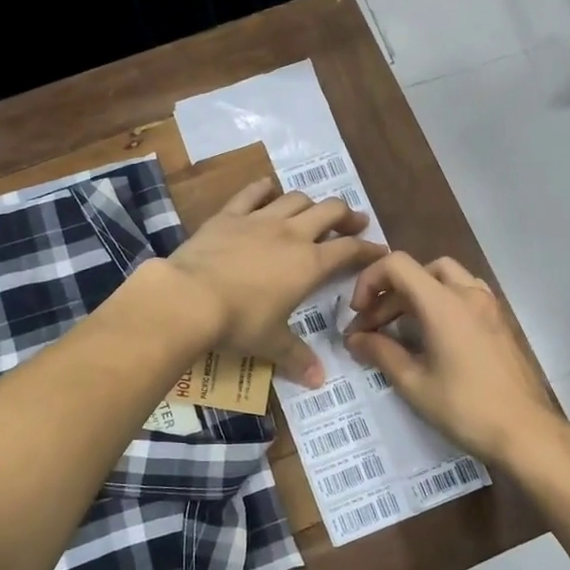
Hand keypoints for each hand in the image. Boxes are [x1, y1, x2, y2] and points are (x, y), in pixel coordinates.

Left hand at [162, 178, 386, 384]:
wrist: (189, 297)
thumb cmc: (238, 322)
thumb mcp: (271, 343)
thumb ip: (297, 357)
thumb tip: (319, 381)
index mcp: (309, 265)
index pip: (349, 251)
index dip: (368, 249)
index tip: (380, 250)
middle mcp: (291, 235)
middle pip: (329, 212)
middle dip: (347, 215)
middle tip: (355, 221)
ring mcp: (259, 220)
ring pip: (295, 199)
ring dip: (310, 202)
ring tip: (314, 210)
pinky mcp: (228, 215)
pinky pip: (252, 194)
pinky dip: (264, 189)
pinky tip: (268, 188)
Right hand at [344, 253, 558, 465]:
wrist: (525, 432)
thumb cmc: (465, 408)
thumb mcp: (414, 383)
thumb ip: (381, 353)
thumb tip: (355, 339)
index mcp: (443, 303)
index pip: (397, 265)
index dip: (370, 281)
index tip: (359, 314)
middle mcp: (468, 294)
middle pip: (419, 270)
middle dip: (389, 294)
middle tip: (372, 328)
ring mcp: (489, 306)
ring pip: (445, 277)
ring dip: (416, 293)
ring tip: (401, 326)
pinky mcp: (500, 321)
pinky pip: (464, 294)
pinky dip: (441, 301)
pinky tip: (433, 334)